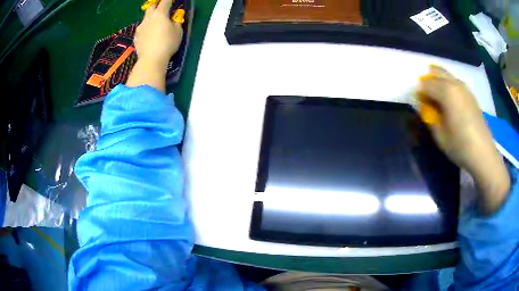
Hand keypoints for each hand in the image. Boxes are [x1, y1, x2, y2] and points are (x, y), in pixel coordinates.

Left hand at [127, 0, 182, 91]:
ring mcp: (140, 27)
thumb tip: (174, 19)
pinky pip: (142, 29)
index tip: (172, 0)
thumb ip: (176, 22)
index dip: (170, 0)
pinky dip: (146, 29)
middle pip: (151, 6)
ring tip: (155, 25)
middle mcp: (148, 18)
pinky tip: (149, 36)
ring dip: (151, 19)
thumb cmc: (167, 44)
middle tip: (162, 9)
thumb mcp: (178, 32)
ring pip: (146, 18)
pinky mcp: (136, 37)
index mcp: (160, 13)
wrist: (151, 60)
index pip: (165, 1)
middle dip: (157, 5)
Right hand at [418, 65, 509, 213]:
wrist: (483, 153)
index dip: (419, 92)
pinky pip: (455, 82)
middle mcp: (455, 84)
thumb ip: (429, 116)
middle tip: (425, 97)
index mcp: (447, 92)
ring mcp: (464, 88)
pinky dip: (448, 85)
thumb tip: (423, 105)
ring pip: (446, 75)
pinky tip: (449, 99)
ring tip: (436, 97)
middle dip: (427, 81)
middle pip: (436, 72)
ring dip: (438, 81)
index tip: (418, 104)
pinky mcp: (470, 94)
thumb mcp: (439, 135)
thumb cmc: (460, 146)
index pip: (425, 84)